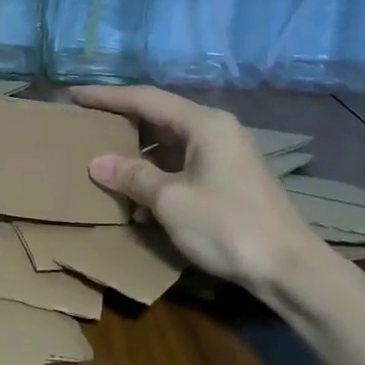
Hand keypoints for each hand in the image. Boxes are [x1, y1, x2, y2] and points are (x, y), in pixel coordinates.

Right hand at [71, 86, 326, 289]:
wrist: (289, 268)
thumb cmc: (227, 226)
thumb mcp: (171, 200)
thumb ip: (133, 176)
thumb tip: (98, 163)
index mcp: (204, 124)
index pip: (145, 99)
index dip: (107, 97)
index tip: (74, 95)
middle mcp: (216, 131)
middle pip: (159, 118)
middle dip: (122, 125)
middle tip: (86, 127)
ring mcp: (225, 156)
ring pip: (170, 146)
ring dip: (138, 158)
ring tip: (104, 167)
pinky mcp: (229, 180)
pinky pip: (182, 167)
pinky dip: (157, 177)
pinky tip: (137, 201)